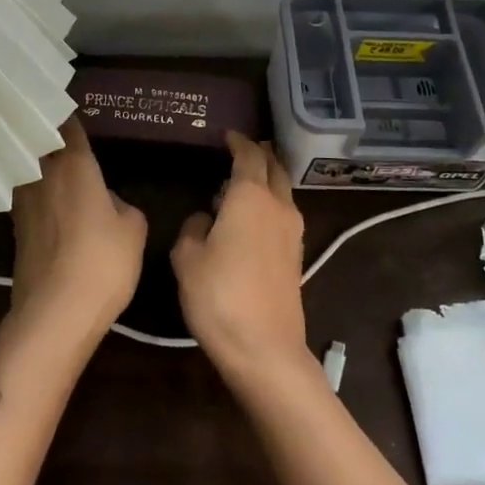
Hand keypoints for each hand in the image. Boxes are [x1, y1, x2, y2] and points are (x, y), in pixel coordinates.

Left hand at [9, 116, 146, 348]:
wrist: (55, 315)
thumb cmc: (102, 262)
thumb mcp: (133, 229)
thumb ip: (122, 205)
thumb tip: (107, 202)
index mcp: (73, 165)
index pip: (66, 125)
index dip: (67, 111)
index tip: (71, 102)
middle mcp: (41, 175)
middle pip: (38, 142)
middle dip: (48, 132)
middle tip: (61, 125)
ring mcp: (22, 203)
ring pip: (28, 168)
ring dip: (37, 161)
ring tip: (54, 159)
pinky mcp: (14, 230)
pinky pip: (25, 195)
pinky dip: (34, 190)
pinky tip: (48, 199)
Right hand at [171, 133, 311, 391]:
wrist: (265, 349)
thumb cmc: (219, 296)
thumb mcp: (187, 258)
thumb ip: (193, 228)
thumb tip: (206, 218)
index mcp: (250, 197)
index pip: (248, 155)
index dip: (238, 142)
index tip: (227, 135)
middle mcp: (278, 205)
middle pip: (274, 167)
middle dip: (259, 154)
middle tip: (240, 149)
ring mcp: (292, 231)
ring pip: (283, 190)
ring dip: (266, 179)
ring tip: (241, 183)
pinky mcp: (296, 255)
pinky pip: (283, 213)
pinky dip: (270, 202)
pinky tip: (251, 217)